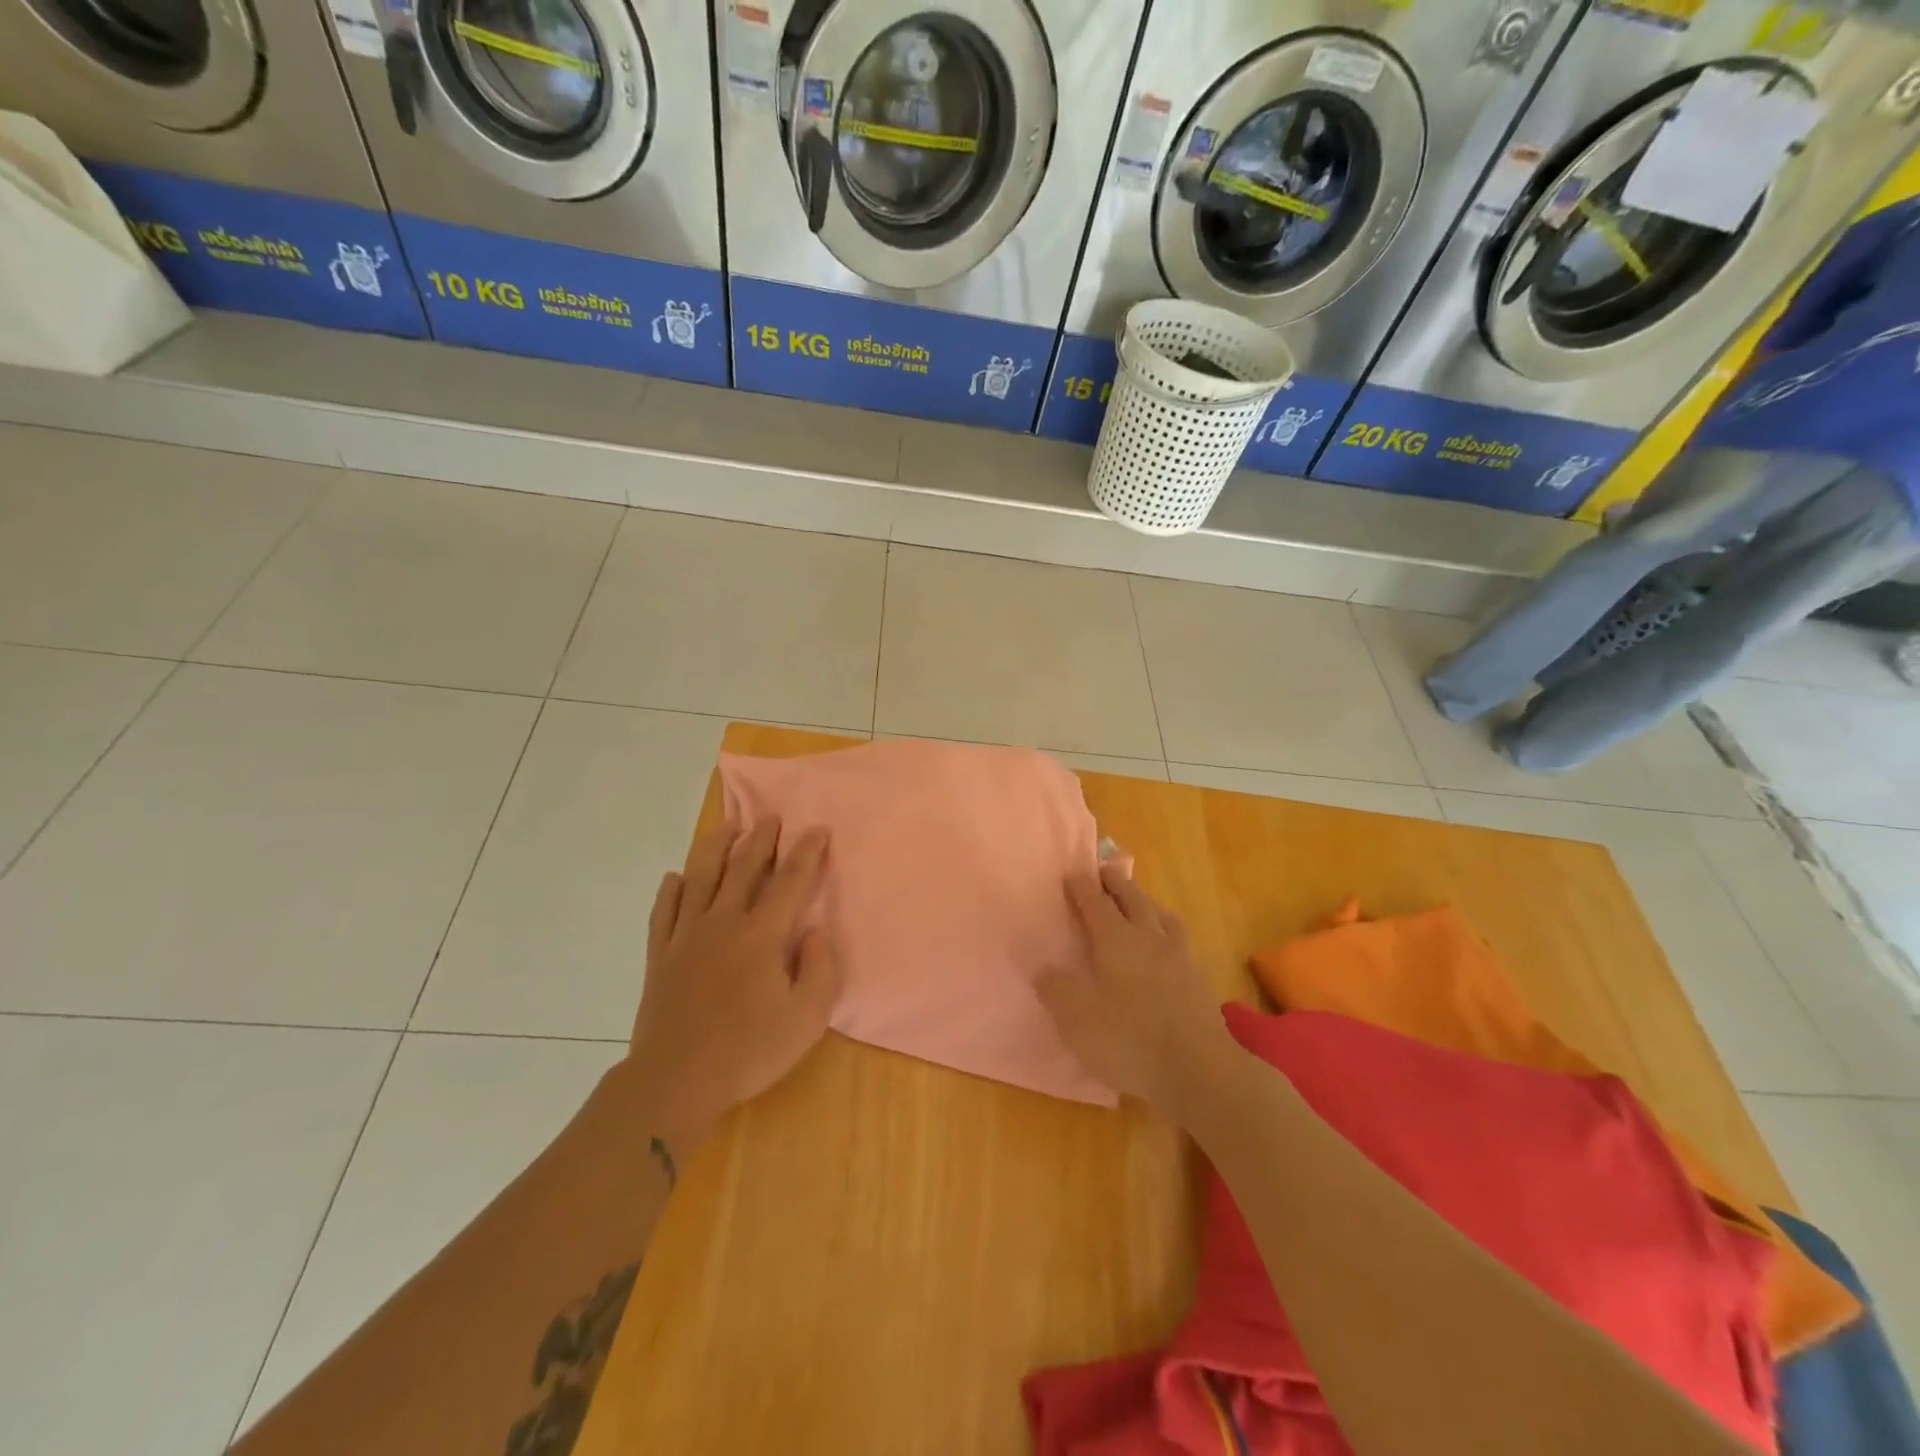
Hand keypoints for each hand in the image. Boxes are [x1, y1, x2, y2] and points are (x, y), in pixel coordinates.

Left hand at [623, 819, 842, 1150]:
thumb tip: (815, 932)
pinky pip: (664, 911)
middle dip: (760, 838)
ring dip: (715, 847)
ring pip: (700, 878)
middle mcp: (724, 923)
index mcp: (762, 935)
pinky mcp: (661, 955)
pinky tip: (675, 878)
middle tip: (769, 816)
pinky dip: (671, 890)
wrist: (676, 1080)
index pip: (790, 881)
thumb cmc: (749, 1050)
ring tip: (726, 826)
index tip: (817, 829)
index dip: (807, 852)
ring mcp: (687, 936)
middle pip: (743, 868)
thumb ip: (821, 968)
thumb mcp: (807, 1017)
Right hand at [1036, 861, 1234, 1117]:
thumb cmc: (1129, 1039)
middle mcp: (1149, 938)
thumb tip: (1044, 968)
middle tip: (1105, 872)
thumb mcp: (1076, 1018)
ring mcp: (1179, 958)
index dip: (1082, 887)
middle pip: (1133, 899)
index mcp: (1116, 940)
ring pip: (1161, 916)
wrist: (1199, 1070)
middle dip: (1116, 883)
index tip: (1072, 873)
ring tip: (1140, 903)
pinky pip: (1179, 941)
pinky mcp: (1198, 981)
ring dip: (1146, 903)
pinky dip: (1166, 932)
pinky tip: (1165, 946)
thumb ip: (1056, 988)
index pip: (1095, 903)